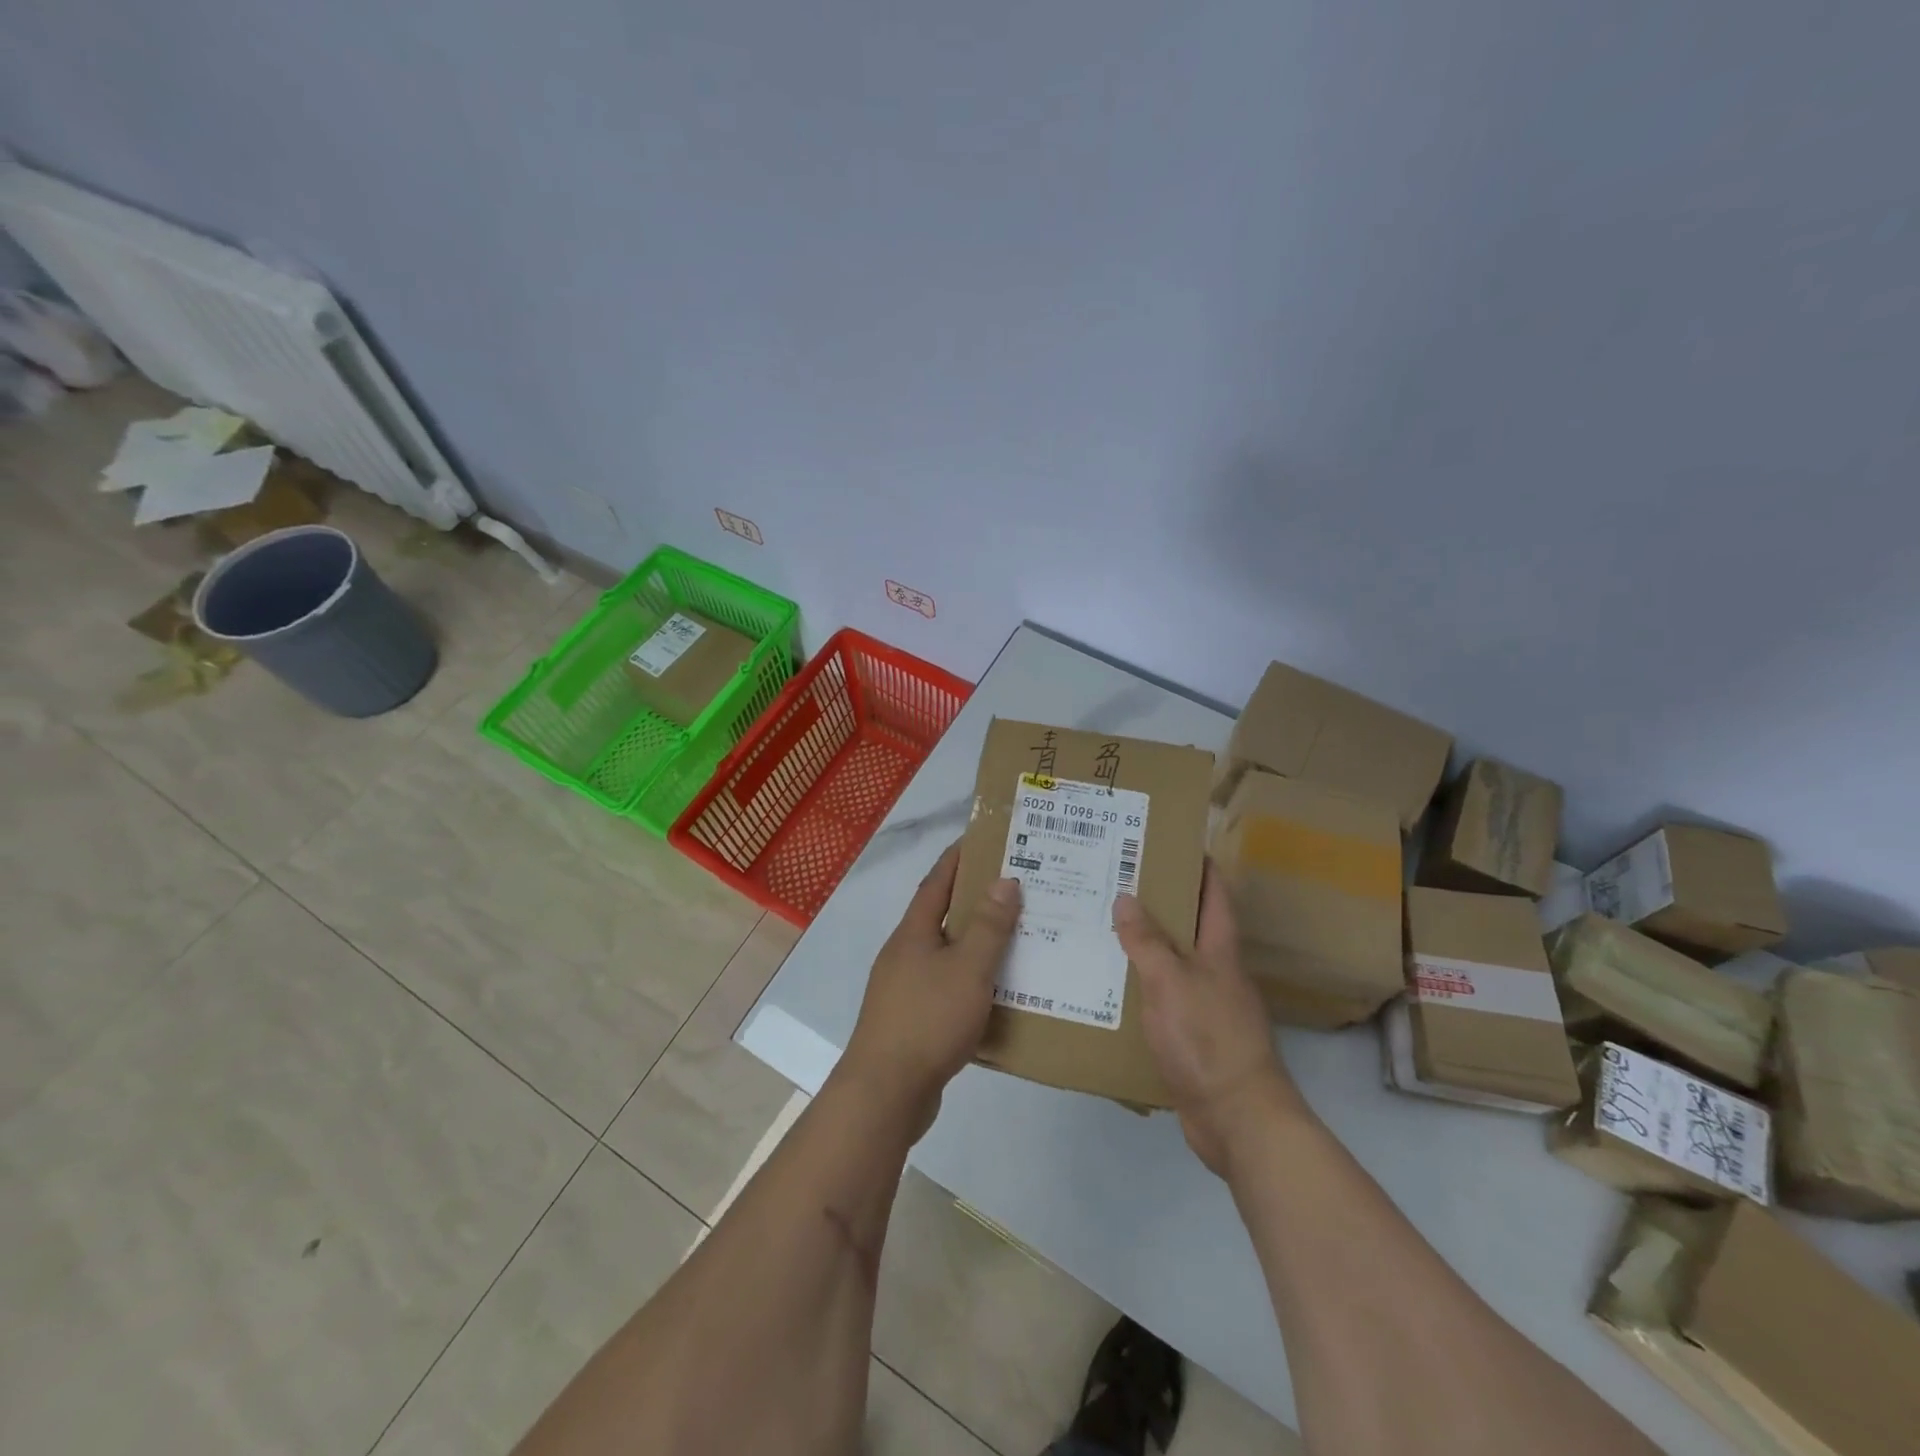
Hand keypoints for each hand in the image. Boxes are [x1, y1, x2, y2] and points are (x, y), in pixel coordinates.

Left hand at [842, 842, 1021, 1136]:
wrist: (885, 1092)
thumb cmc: (928, 1020)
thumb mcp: (967, 968)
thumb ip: (987, 926)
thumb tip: (1004, 880)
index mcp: (913, 933)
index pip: (936, 882)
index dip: (957, 858)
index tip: (982, 839)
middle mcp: (904, 954)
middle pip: (941, 917)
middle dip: (974, 900)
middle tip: (1015, 889)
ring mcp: (904, 989)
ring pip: (946, 955)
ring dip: (975, 944)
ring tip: (1016, 939)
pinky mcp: (911, 1021)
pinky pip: (946, 989)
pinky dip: (971, 983)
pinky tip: (997, 994)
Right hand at [1113, 863, 1303, 1176]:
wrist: (1237, 1118)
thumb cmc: (1207, 1038)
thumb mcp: (1170, 981)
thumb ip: (1146, 941)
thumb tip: (1126, 897)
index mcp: (1221, 951)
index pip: (1214, 895)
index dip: (1199, 866)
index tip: (1172, 843)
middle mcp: (1218, 973)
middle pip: (1192, 927)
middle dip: (1161, 903)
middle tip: (1117, 882)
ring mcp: (1208, 1007)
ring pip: (1174, 963)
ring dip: (1146, 946)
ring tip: (1104, 927)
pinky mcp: (1195, 1038)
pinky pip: (1164, 999)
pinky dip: (1142, 987)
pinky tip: (1112, 987)